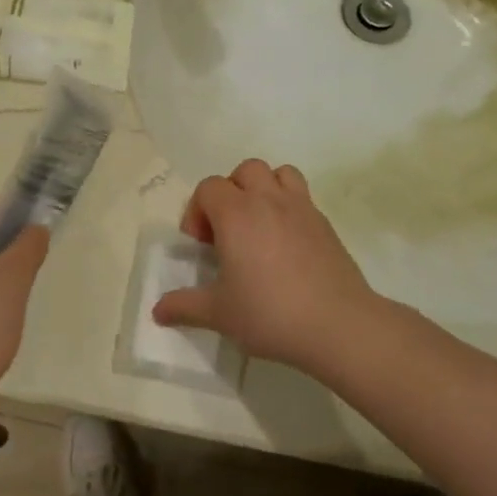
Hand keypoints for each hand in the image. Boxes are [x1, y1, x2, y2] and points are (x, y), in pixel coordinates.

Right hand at [153, 158, 379, 373]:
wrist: (338, 325)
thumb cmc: (270, 313)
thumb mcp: (219, 314)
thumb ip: (184, 306)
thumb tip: (158, 310)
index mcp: (236, 213)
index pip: (208, 188)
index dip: (197, 210)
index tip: (201, 245)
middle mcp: (267, 200)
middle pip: (244, 171)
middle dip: (231, 192)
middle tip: (228, 230)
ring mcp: (300, 208)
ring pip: (279, 173)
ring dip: (264, 189)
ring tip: (259, 224)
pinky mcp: (325, 223)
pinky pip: (302, 196)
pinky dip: (289, 207)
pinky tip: (287, 243)